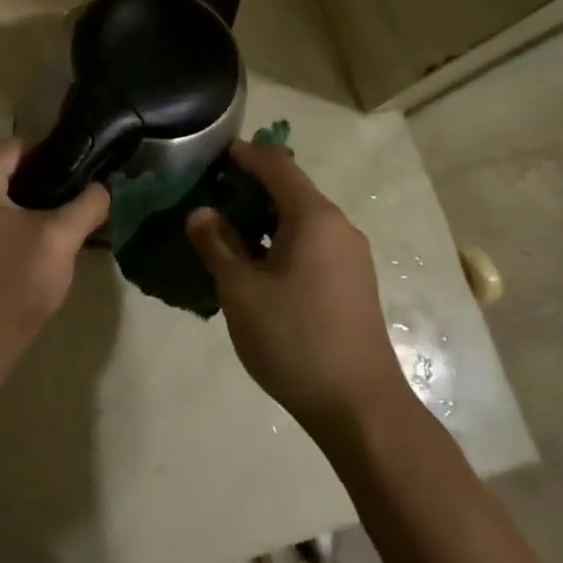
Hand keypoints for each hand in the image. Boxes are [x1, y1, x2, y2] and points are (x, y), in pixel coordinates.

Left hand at [0, 141, 108, 361]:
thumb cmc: (14, 282)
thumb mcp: (60, 237)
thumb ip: (88, 202)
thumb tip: (108, 184)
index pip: (22, 147)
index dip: (60, 158)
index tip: (94, 170)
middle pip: (15, 165)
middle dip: (52, 179)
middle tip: (90, 191)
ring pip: (10, 186)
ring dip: (41, 197)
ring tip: (79, 206)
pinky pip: (0, 204)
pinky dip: (25, 211)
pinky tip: (56, 224)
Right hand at [187, 141, 407, 438]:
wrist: (360, 408)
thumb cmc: (294, 338)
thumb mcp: (240, 289)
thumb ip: (217, 244)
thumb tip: (201, 212)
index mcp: (314, 217)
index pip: (276, 164)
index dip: (243, 154)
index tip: (211, 154)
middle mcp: (337, 227)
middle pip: (290, 189)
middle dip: (249, 186)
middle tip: (209, 194)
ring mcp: (349, 256)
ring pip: (300, 219)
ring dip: (263, 217)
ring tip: (224, 229)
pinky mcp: (351, 283)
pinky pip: (311, 243)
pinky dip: (280, 240)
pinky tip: (255, 263)